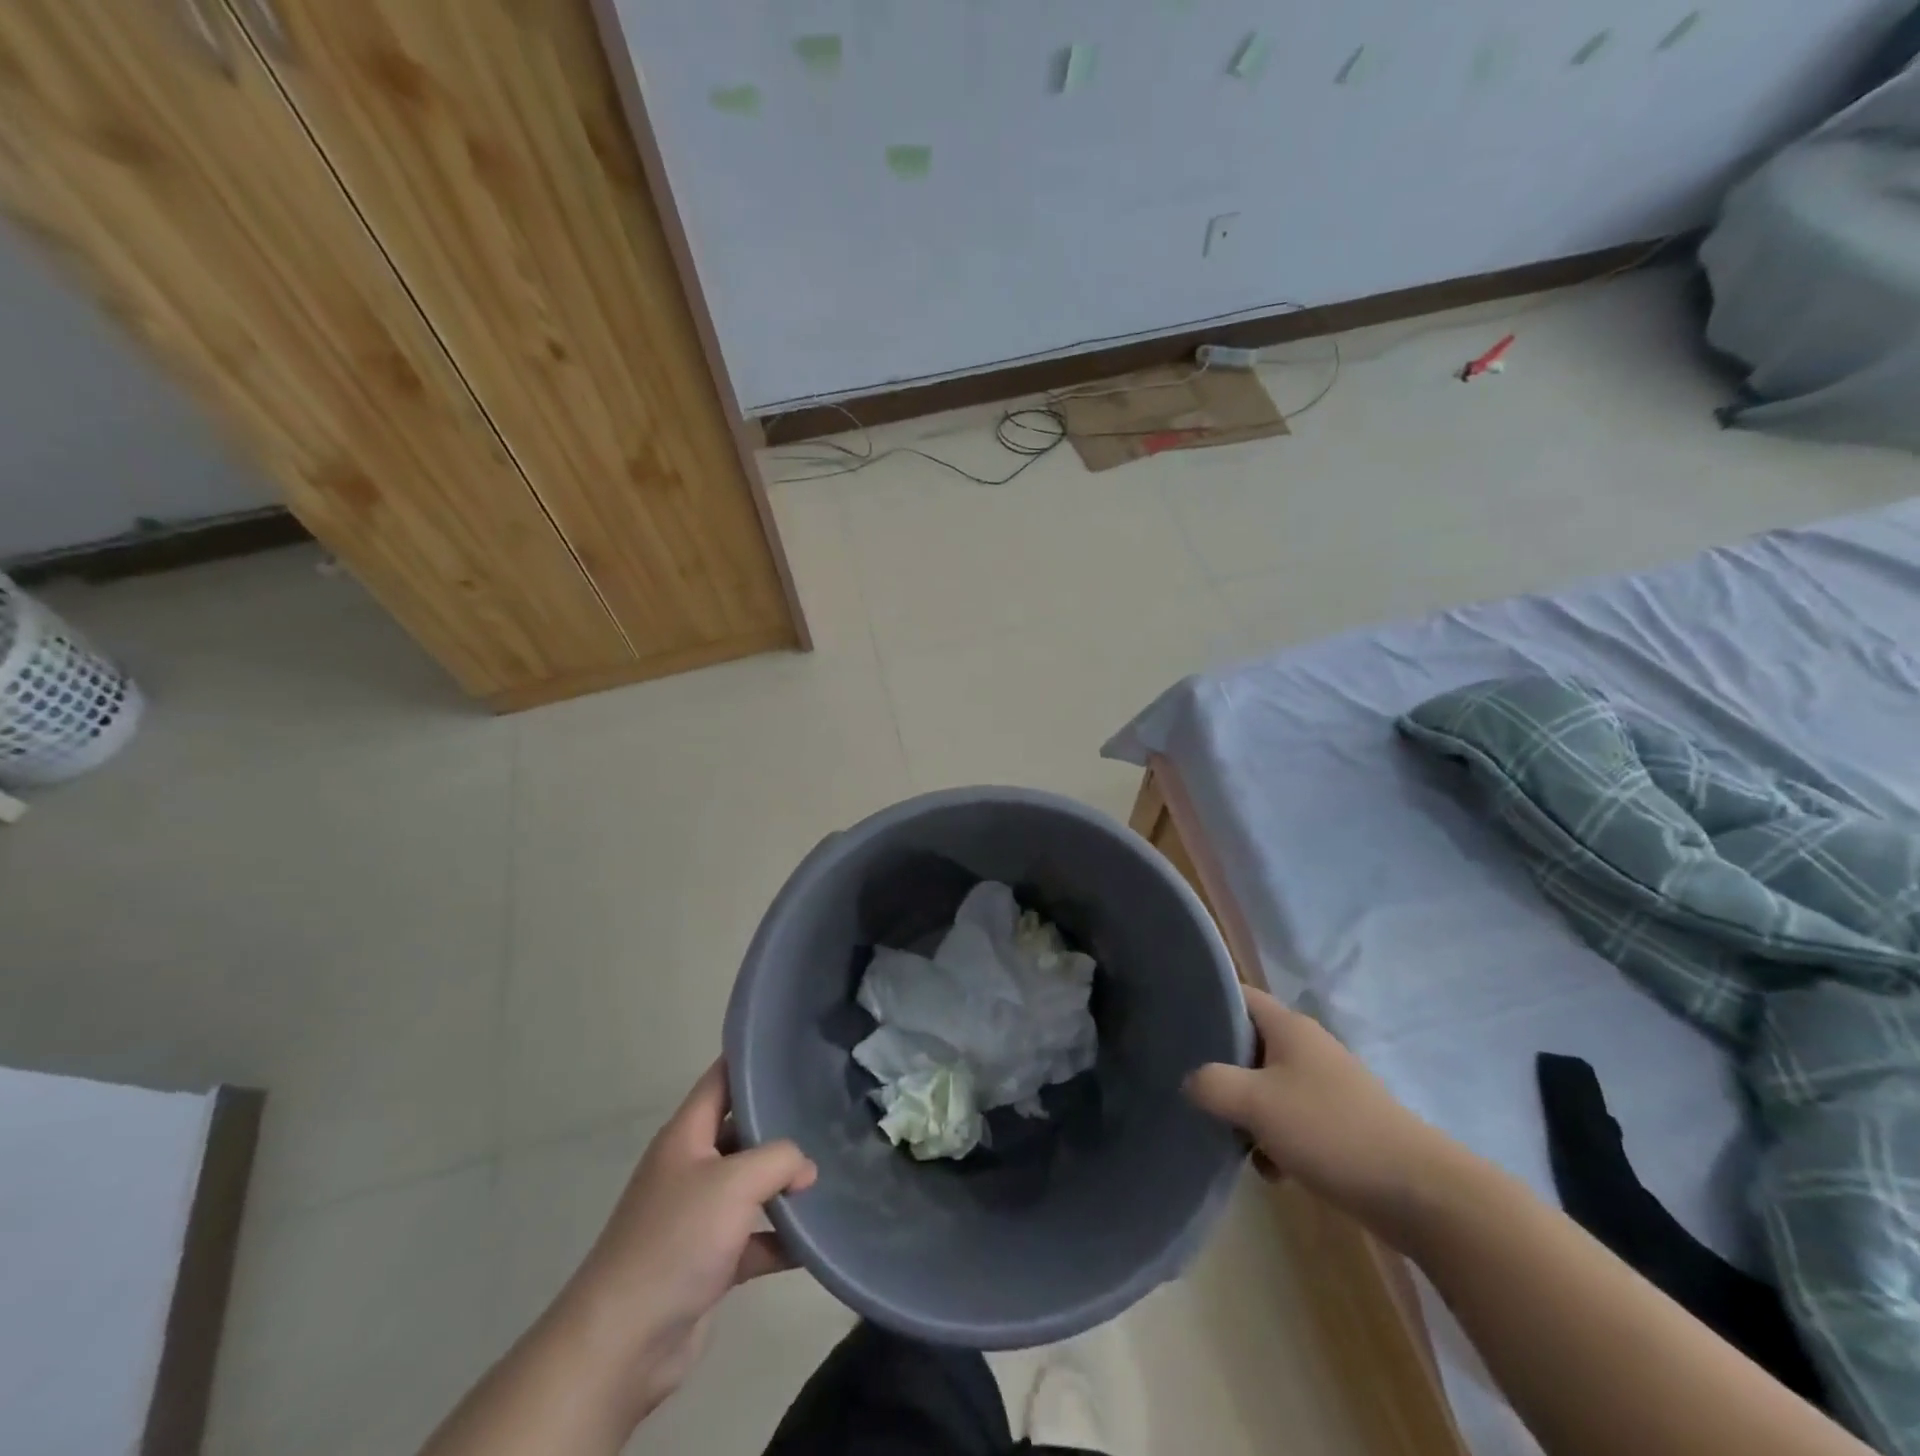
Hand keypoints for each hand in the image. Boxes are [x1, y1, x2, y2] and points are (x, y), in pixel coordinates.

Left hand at [555, 1061, 817, 1427]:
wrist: (623, 1342)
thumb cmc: (676, 1239)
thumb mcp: (735, 1181)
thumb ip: (780, 1159)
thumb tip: (805, 1168)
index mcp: (686, 1135)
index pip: (720, 1079)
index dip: (751, 1060)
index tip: (792, 1048)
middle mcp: (690, 1168)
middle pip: (741, 1131)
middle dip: (780, 1124)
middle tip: (827, 1110)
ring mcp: (698, 1216)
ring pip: (750, 1186)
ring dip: (785, 1184)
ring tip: (830, 1171)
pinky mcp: (709, 1261)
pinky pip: (754, 1238)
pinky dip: (781, 1238)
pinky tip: (816, 1238)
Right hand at [1184, 986, 1450, 1238]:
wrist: (1418, 1193)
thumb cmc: (1330, 1131)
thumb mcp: (1256, 1103)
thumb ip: (1211, 1084)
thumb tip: (1189, 1082)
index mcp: (1289, 1026)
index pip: (1238, 995)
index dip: (1206, 1001)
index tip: (1175, 1024)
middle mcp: (1307, 1047)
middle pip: (1248, 1043)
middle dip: (1220, 1067)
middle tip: (1192, 1088)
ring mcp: (1326, 1085)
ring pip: (1267, 1085)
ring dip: (1247, 1110)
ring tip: (1232, 1138)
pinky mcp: (1339, 1122)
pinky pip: (1290, 1117)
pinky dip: (1275, 1137)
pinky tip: (1271, 1168)